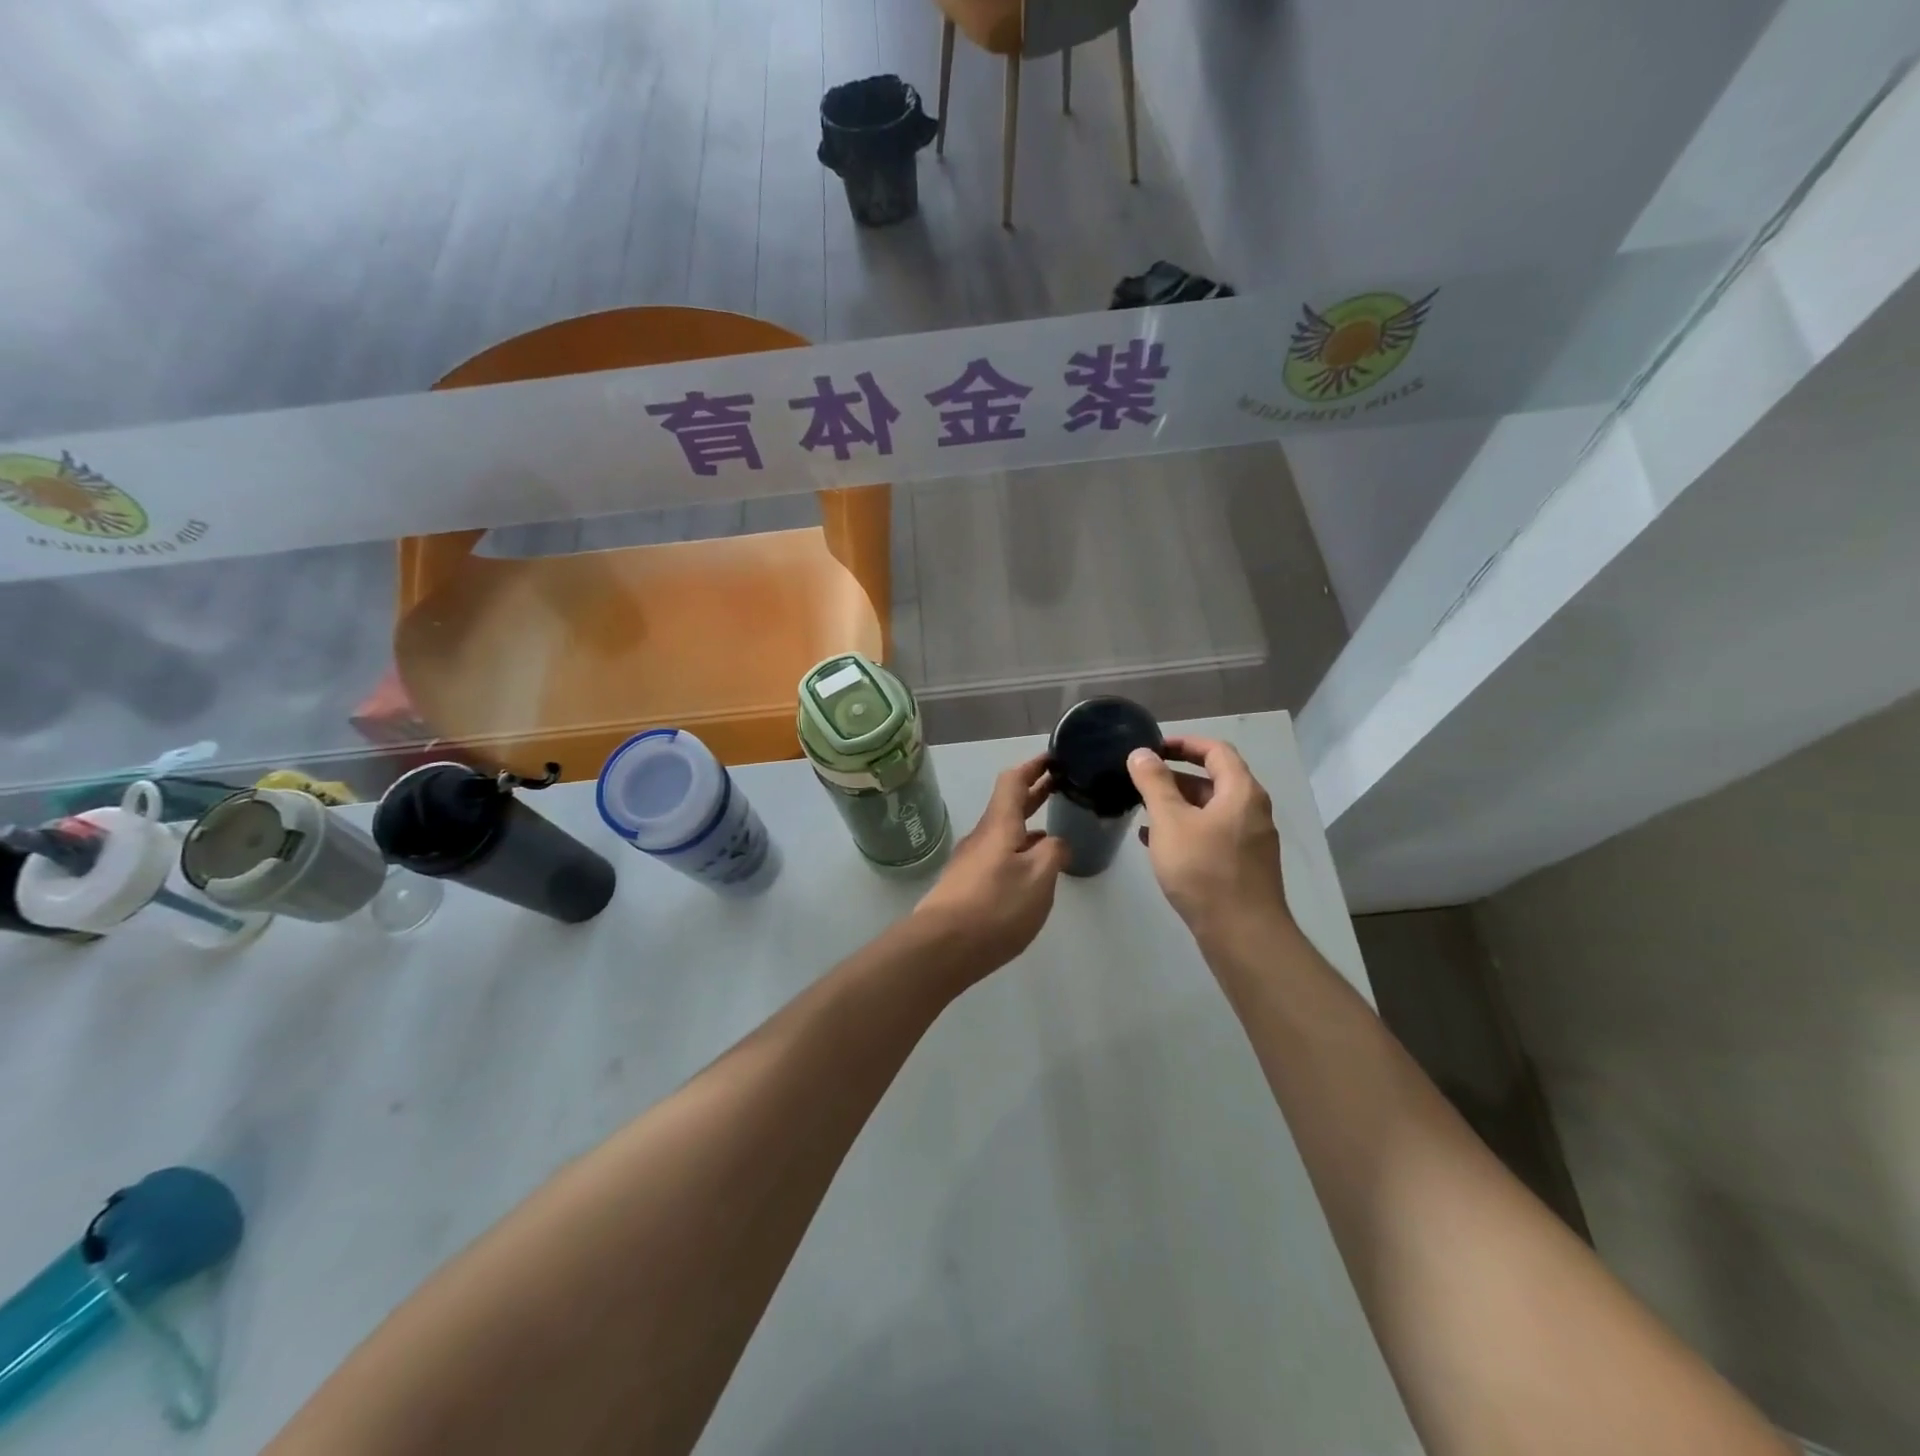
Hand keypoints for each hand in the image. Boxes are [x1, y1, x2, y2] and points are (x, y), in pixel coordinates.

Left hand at [914, 754, 1070, 984]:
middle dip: (1034, 793)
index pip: (1014, 781)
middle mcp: (982, 836)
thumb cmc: (995, 905)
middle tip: (1062, 785)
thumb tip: (1055, 843)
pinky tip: (1032, 870)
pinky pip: (999, 856)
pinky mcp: (967, 885)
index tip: (1054, 758)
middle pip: (1009, 805)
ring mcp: (971, 861)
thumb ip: (1054, 853)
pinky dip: (1019, 851)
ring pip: (1005, 833)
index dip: (1034, 766)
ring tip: (1055, 830)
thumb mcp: (1039, 878)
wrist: (942, 947)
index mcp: (1000, 825)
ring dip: (1028, 825)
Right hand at [1127, 737, 1289, 941]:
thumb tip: (1141, 753)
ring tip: (1142, 810)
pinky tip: (1155, 843)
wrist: (1242, 934)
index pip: (1216, 750)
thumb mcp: (1170, 821)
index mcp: (1241, 792)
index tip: (1153, 748)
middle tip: (1141, 780)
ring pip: (1210, 810)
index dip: (1184, 743)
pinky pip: (1211, 834)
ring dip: (1177, 805)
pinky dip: (1185, 830)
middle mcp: (1252, 811)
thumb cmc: (1204, 870)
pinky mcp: (1241, 865)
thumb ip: (1154, 783)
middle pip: (1214, 780)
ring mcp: (1249, 840)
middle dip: (1175, 777)